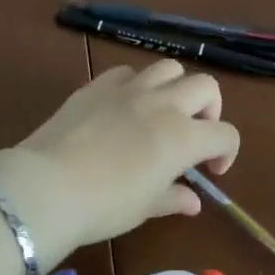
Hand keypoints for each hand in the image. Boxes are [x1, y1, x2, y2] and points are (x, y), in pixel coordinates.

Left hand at [0, 62, 240, 262]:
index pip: (225, 134)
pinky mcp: (98, 84)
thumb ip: (173, 198)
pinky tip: (124, 106)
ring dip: (175, 87)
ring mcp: (129, 89)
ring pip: (168, 67)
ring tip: (162, 111)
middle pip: (206, 86)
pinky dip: (136, 84)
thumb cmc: (104, 205)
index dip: (227, 152)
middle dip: (209, 109)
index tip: (211, 171)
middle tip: (194, 133)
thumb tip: (192, 200)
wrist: (48, 186)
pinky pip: (127, 72)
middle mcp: (163, 104)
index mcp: (183, 137)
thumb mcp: (145, 207)